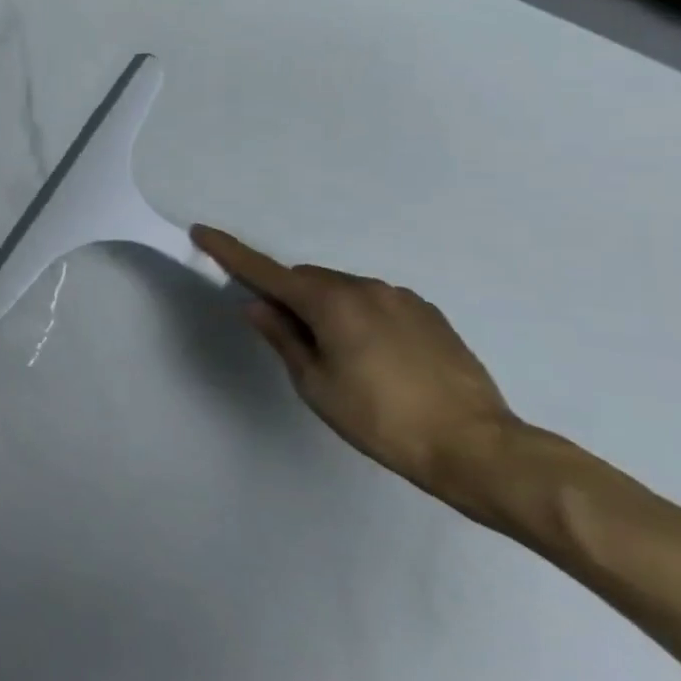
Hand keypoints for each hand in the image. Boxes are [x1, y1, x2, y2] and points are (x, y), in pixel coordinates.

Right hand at [191, 225, 521, 516]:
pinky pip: (376, 303)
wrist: (478, 449)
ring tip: (341, 358)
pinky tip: (375, 359)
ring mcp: (402, 299)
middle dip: (290, 298)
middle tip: (292, 340)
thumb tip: (258, 306)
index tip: (202, 232)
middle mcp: (366, 288)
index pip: (266, 272)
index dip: (230, 253)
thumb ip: (283, 338)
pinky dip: (360, 318)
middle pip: (308, 280)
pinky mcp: (430, 316)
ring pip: (343, 291)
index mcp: (331, 303)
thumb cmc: (381, 420)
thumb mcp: (316, 384)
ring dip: (327, 309)